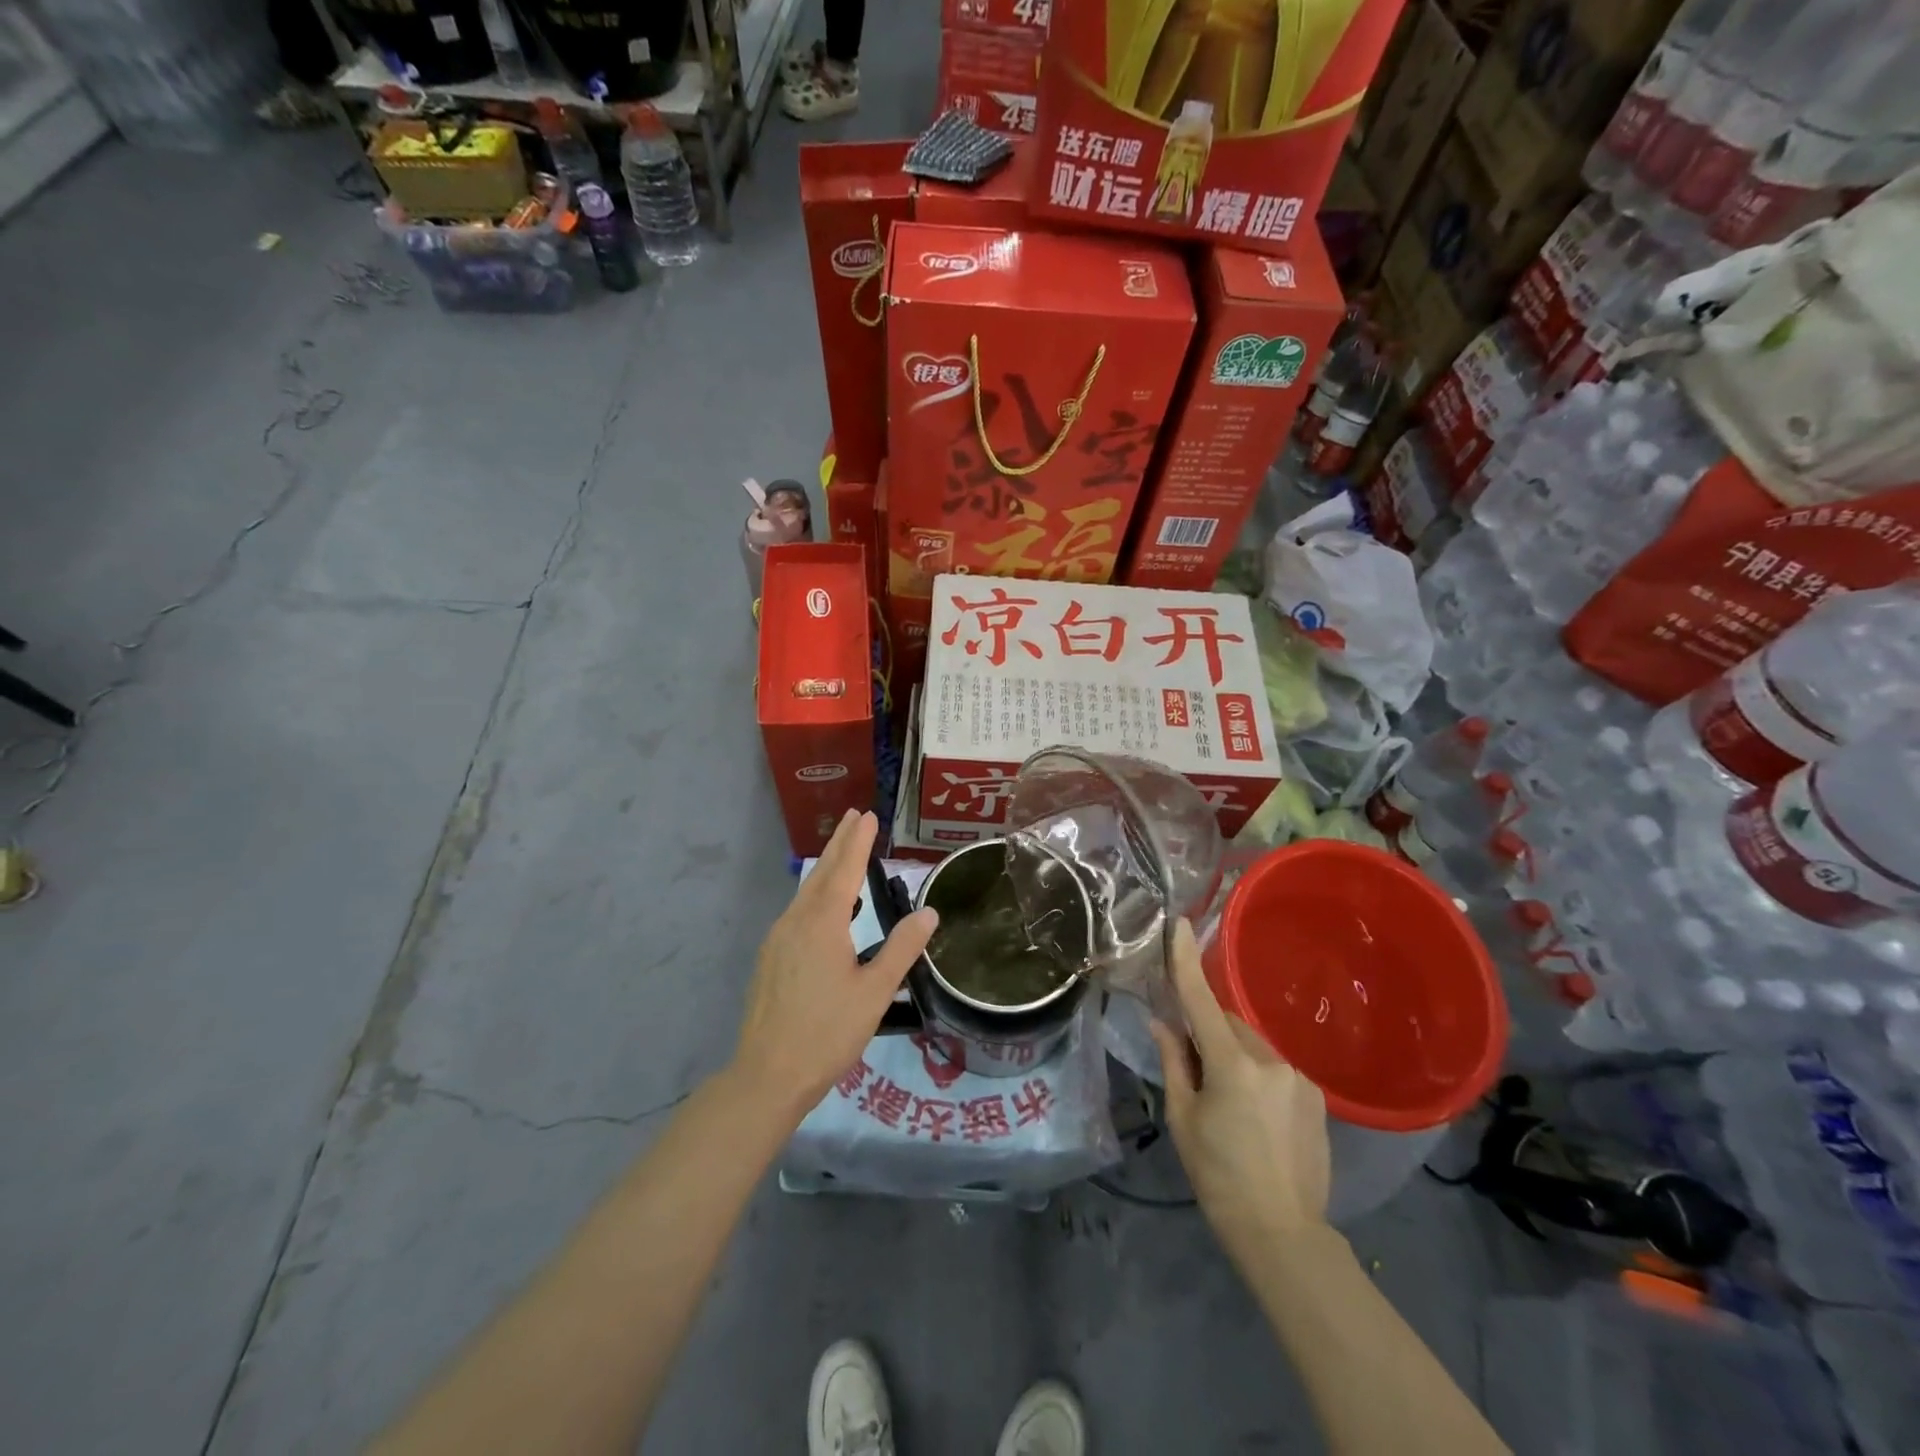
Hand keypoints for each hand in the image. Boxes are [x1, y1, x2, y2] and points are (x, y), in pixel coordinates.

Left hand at [733, 810, 936, 1118]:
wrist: (767, 1074)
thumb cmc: (828, 1033)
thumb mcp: (875, 992)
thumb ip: (902, 948)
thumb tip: (928, 913)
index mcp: (823, 924)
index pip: (845, 870)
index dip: (858, 842)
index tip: (868, 816)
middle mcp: (796, 921)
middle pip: (821, 873)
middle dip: (839, 844)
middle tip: (854, 816)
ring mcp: (778, 939)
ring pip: (806, 892)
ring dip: (827, 868)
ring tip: (844, 853)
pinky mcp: (770, 958)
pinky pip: (797, 911)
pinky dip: (815, 894)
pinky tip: (824, 908)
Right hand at [1150, 920, 1331, 1264]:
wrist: (1282, 1233)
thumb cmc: (1217, 1176)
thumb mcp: (1183, 1118)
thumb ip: (1173, 1062)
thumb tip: (1161, 1021)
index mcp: (1232, 1066)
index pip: (1202, 1001)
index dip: (1188, 961)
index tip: (1181, 923)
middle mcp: (1270, 1060)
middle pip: (1229, 1026)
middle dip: (1209, 1035)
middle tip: (1194, 1069)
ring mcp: (1298, 1077)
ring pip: (1253, 1047)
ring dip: (1235, 1057)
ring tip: (1228, 1104)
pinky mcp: (1316, 1095)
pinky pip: (1275, 1069)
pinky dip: (1258, 1076)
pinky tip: (1254, 1116)